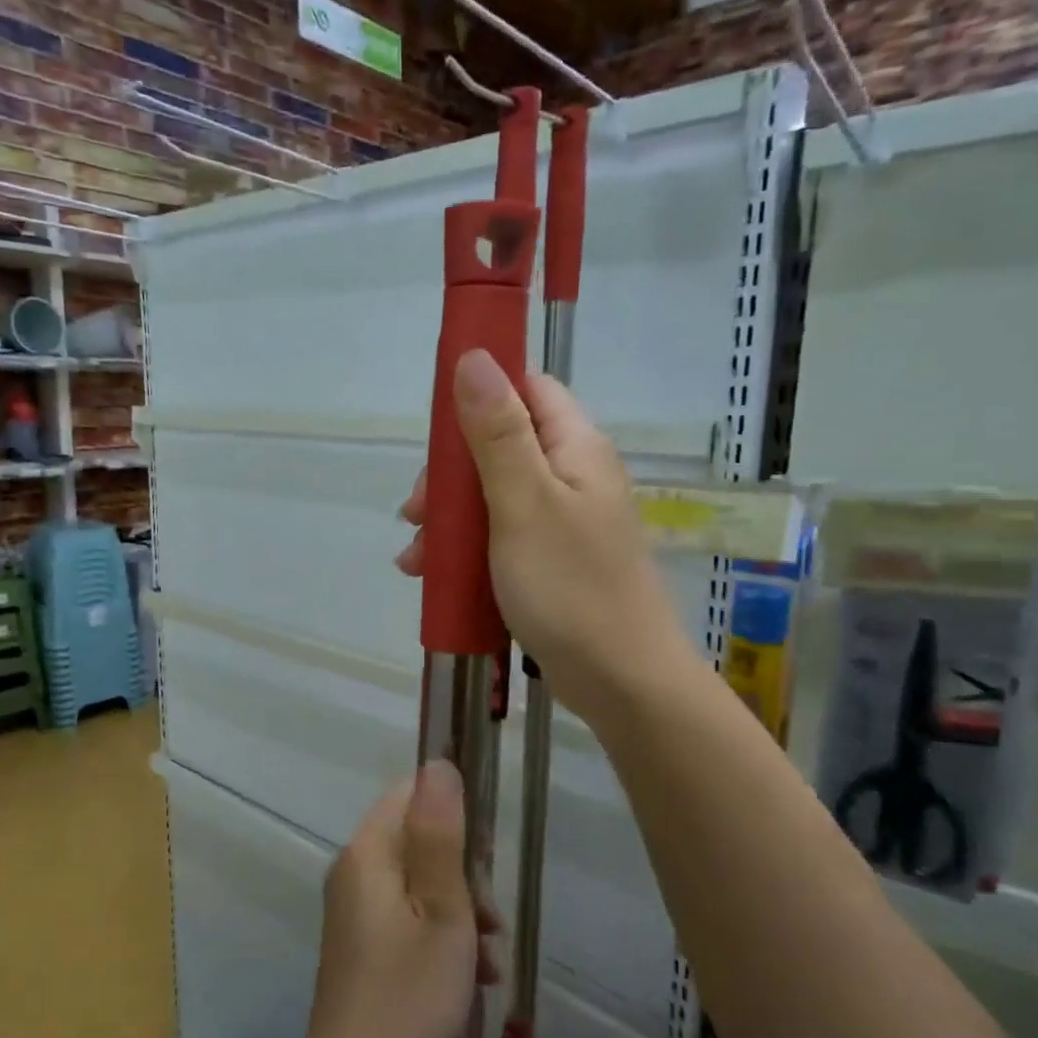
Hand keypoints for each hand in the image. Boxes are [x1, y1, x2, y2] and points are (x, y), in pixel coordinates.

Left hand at [305, 762, 498, 1037]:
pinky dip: (439, 934)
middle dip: (462, 874)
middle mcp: (354, 869)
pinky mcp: (361, 942)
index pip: (411, 795)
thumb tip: (439, 763)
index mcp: (368, 851)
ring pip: (418, 882)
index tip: (483, 859)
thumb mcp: (442, 908)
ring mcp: (355, 908)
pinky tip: (469, 976)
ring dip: (459, 910)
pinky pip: (407, 915)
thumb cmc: (409, 992)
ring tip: (486, 958)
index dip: (453, 815)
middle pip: (417, 840)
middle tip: (490, 921)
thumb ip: (441, 833)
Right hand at [398, 349, 691, 723]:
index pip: (528, 389)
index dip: (481, 393)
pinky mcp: (551, 561)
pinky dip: (466, 549)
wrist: (621, 680)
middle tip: (416, 512)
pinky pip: (500, 536)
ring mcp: (563, 521)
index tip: (436, 427)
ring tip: (416, 558)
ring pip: (493, 496)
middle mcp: (573, 475)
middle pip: (501, 446)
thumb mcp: (524, 503)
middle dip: (450, 475)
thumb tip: (474, 356)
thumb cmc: (570, 587)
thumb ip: (498, 432)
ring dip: (449, 519)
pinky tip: (432, 574)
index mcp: (575, 448)